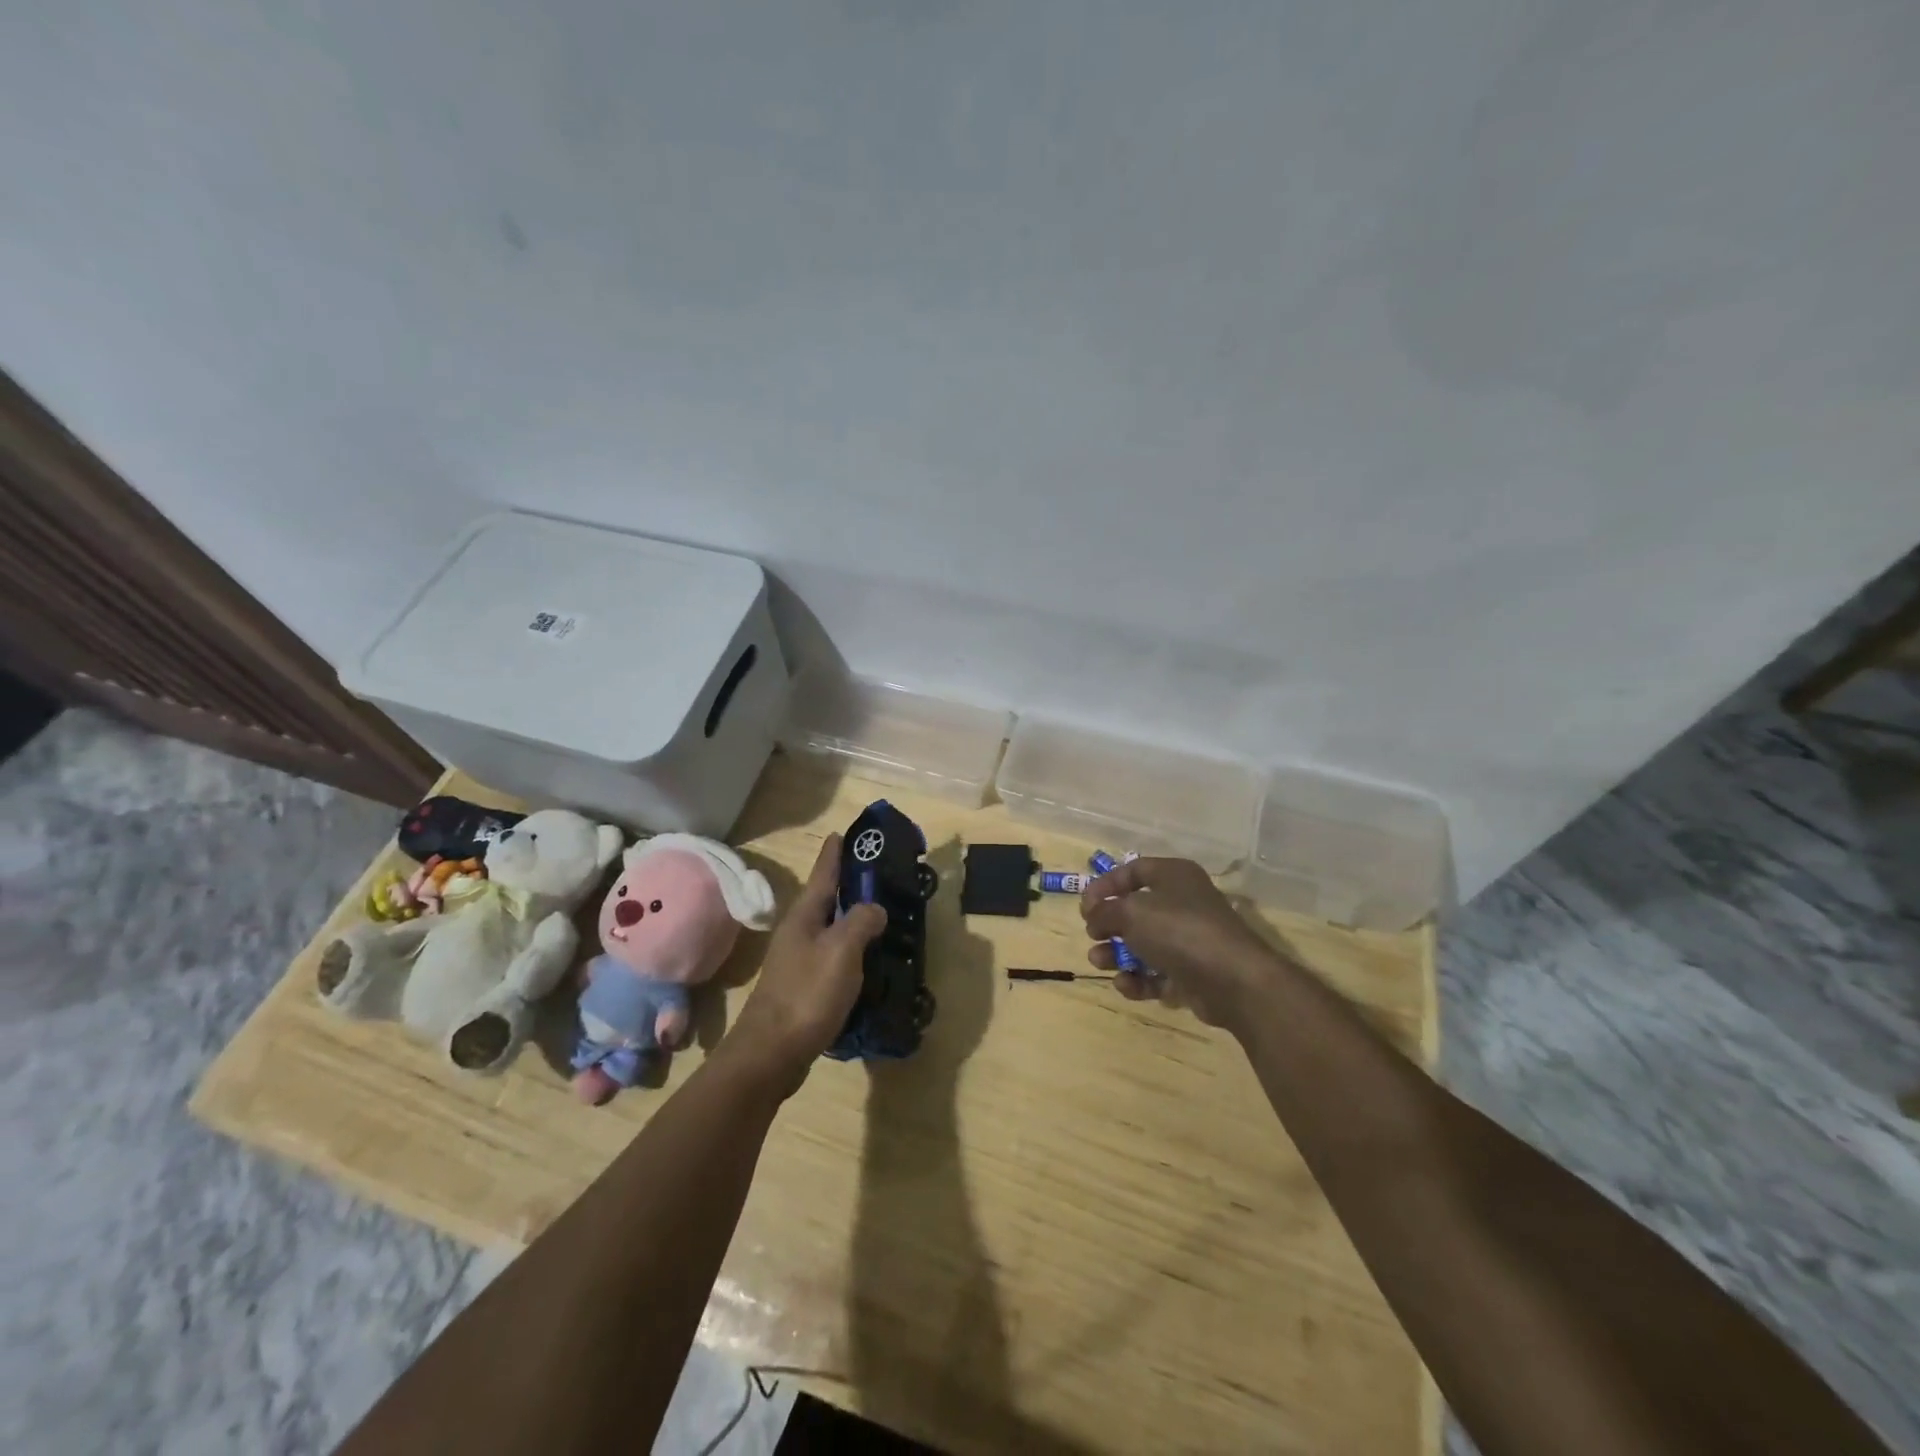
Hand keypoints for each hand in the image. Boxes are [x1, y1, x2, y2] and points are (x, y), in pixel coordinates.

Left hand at [721, 834, 884, 1093]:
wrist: (770, 1054)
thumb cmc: (806, 994)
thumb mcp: (841, 950)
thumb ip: (861, 921)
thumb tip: (875, 909)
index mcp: (805, 917)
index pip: (823, 874)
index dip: (835, 854)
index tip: (842, 832)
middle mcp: (798, 933)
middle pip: (827, 901)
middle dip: (849, 886)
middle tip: (879, 876)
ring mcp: (798, 962)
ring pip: (831, 930)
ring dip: (852, 920)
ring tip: (882, 916)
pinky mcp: (803, 988)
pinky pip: (833, 958)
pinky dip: (851, 951)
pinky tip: (868, 961)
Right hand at [1080, 857, 1280, 1030]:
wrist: (1233, 981)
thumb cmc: (1179, 931)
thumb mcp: (1131, 912)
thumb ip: (1104, 910)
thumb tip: (1093, 915)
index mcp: (1174, 876)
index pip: (1134, 870)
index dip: (1106, 885)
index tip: (1085, 906)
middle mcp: (1183, 903)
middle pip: (1137, 909)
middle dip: (1110, 924)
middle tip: (1093, 935)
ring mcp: (1190, 940)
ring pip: (1145, 944)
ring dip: (1117, 954)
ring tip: (1099, 962)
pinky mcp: (1193, 974)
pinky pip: (1158, 974)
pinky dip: (1139, 979)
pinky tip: (1125, 984)